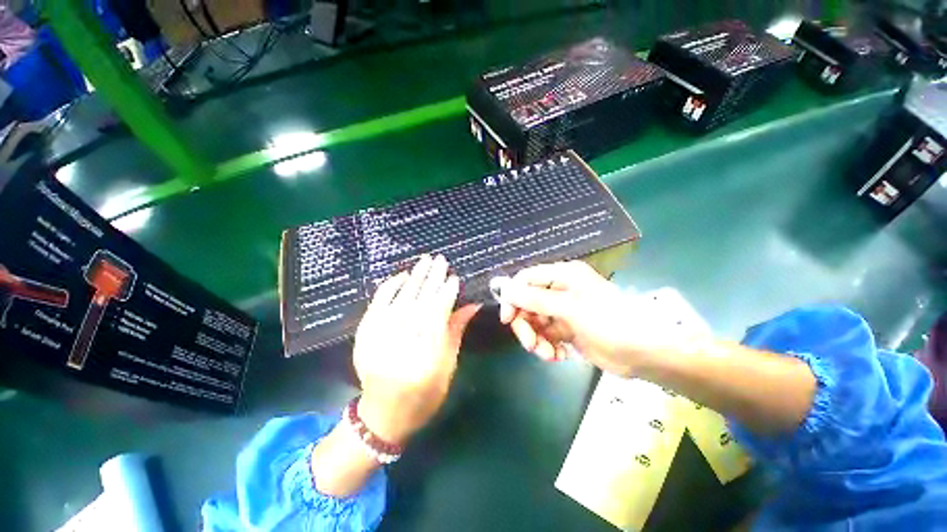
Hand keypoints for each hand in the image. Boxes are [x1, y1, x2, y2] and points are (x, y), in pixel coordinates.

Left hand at [354, 254, 479, 445]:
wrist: (383, 414)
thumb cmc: (424, 395)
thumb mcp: (448, 366)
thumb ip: (456, 331)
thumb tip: (472, 305)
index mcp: (426, 355)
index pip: (438, 313)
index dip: (447, 293)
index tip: (455, 278)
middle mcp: (401, 342)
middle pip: (420, 301)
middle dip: (432, 278)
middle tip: (441, 260)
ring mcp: (379, 335)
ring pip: (401, 298)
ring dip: (415, 277)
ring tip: (426, 260)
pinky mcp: (365, 333)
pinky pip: (378, 303)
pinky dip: (390, 287)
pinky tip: (403, 275)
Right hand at [498, 261, 643, 375]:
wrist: (644, 353)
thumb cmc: (609, 322)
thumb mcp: (570, 308)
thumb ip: (535, 299)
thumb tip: (505, 290)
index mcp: (562, 275)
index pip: (525, 279)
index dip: (512, 297)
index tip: (507, 319)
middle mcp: (560, 289)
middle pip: (527, 303)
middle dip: (526, 325)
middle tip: (531, 345)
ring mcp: (563, 311)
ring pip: (535, 322)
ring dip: (537, 340)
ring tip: (548, 355)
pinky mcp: (567, 329)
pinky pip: (546, 335)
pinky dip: (548, 347)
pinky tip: (559, 357)